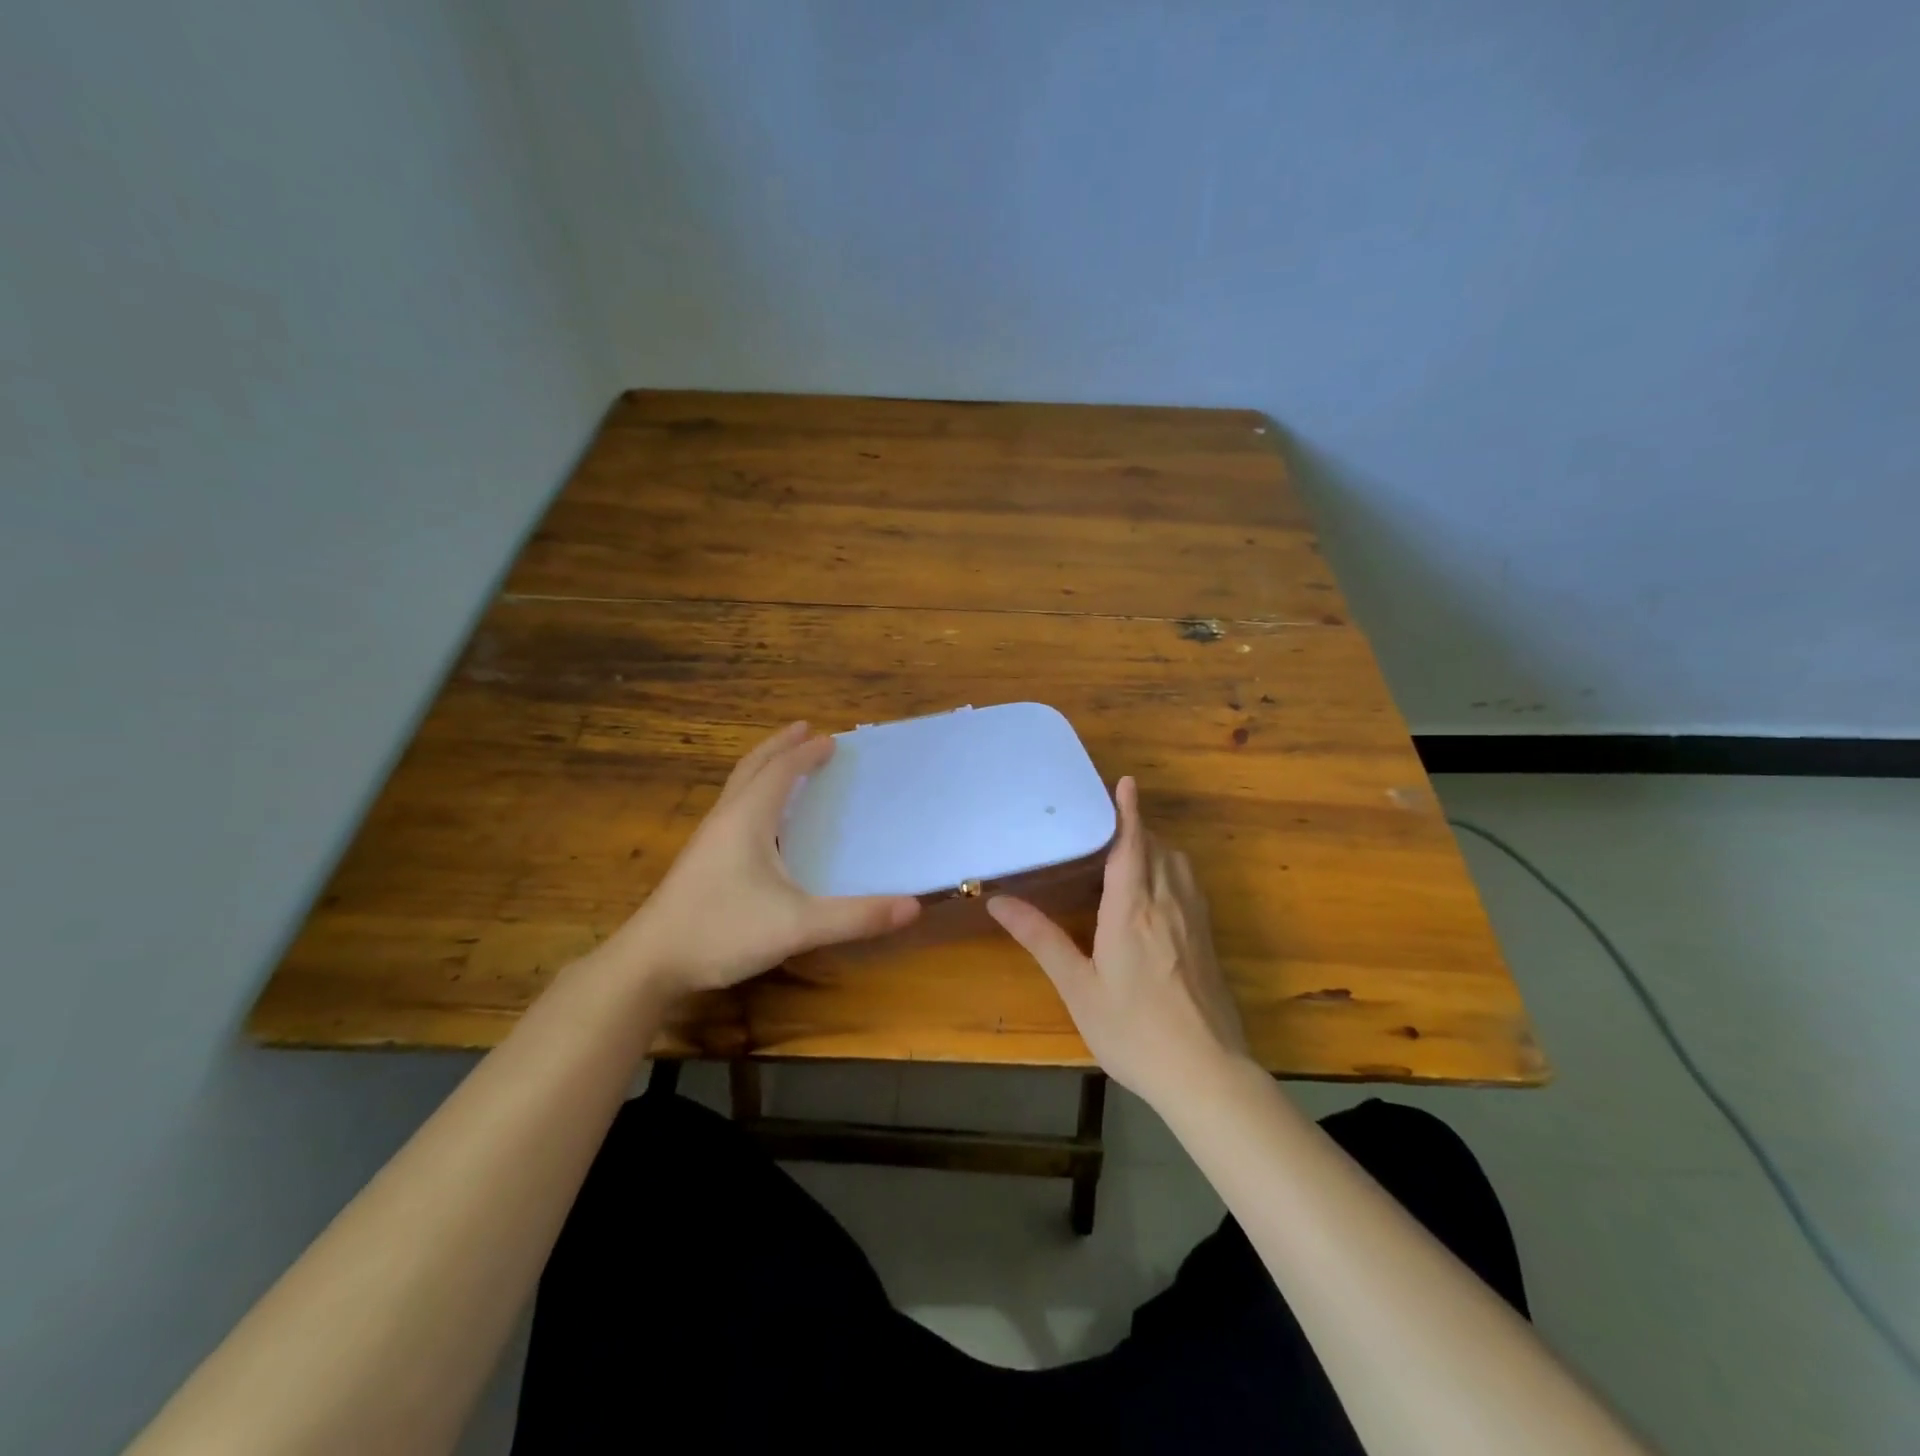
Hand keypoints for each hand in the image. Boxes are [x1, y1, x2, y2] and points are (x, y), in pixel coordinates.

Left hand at [604, 722, 920, 996]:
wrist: (650, 963)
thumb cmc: (723, 931)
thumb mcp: (798, 926)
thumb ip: (856, 917)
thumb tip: (913, 906)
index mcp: (748, 819)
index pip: (780, 771)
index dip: (806, 753)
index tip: (832, 740)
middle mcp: (726, 819)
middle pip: (752, 767)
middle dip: (780, 746)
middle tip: (805, 729)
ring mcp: (708, 839)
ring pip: (738, 787)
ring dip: (764, 767)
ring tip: (786, 763)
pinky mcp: (700, 861)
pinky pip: (733, 809)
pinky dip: (754, 793)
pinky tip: (763, 821)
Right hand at [987, 776, 1249, 1107]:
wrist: (1205, 1073)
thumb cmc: (1132, 1030)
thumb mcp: (1077, 987)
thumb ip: (1041, 938)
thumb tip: (999, 902)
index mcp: (1132, 908)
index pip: (1132, 844)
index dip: (1129, 810)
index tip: (1126, 781)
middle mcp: (1167, 903)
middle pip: (1158, 848)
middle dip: (1137, 828)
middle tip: (1109, 825)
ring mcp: (1194, 921)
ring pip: (1178, 865)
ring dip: (1157, 848)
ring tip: (1130, 854)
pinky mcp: (1208, 940)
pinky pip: (1190, 887)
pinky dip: (1172, 872)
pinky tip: (1156, 895)